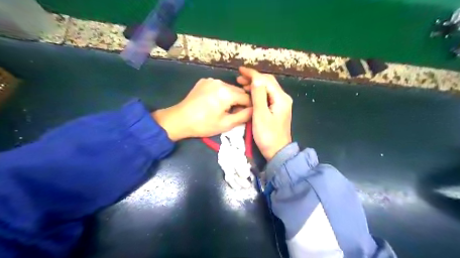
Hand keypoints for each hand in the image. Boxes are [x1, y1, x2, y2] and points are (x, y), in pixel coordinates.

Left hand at [153, 77, 250, 140]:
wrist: (179, 119)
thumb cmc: (204, 124)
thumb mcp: (226, 124)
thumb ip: (244, 116)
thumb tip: (254, 109)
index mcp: (227, 92)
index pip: (247, 97)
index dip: (249, 107)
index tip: (245, 115)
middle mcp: (220, 82)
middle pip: (238, 91)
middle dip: (239, 102)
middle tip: (233, 113)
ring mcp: (211, 80)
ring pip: (228, 88)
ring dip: (230, 97)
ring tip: (223, 109)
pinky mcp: (204, 81)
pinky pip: (218, 86)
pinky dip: (220, 93)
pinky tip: (214, 102)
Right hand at [237, 66, 290, 160]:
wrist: (277, 151)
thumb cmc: (267, 135)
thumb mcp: (260, 115)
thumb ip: (258, 96)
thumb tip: (256, 79)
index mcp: (280, 98)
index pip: (266, 80)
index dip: (252, 74)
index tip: (240, 70)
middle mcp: (283, 98)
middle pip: (268, 82)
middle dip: (253, 78)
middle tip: (239, 78)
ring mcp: (281, 104)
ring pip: (267, 88)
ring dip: (255, 85)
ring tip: (242, 84)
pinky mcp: (277, 109)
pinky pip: (267, 96)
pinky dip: (258, 92)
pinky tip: (250, 94)